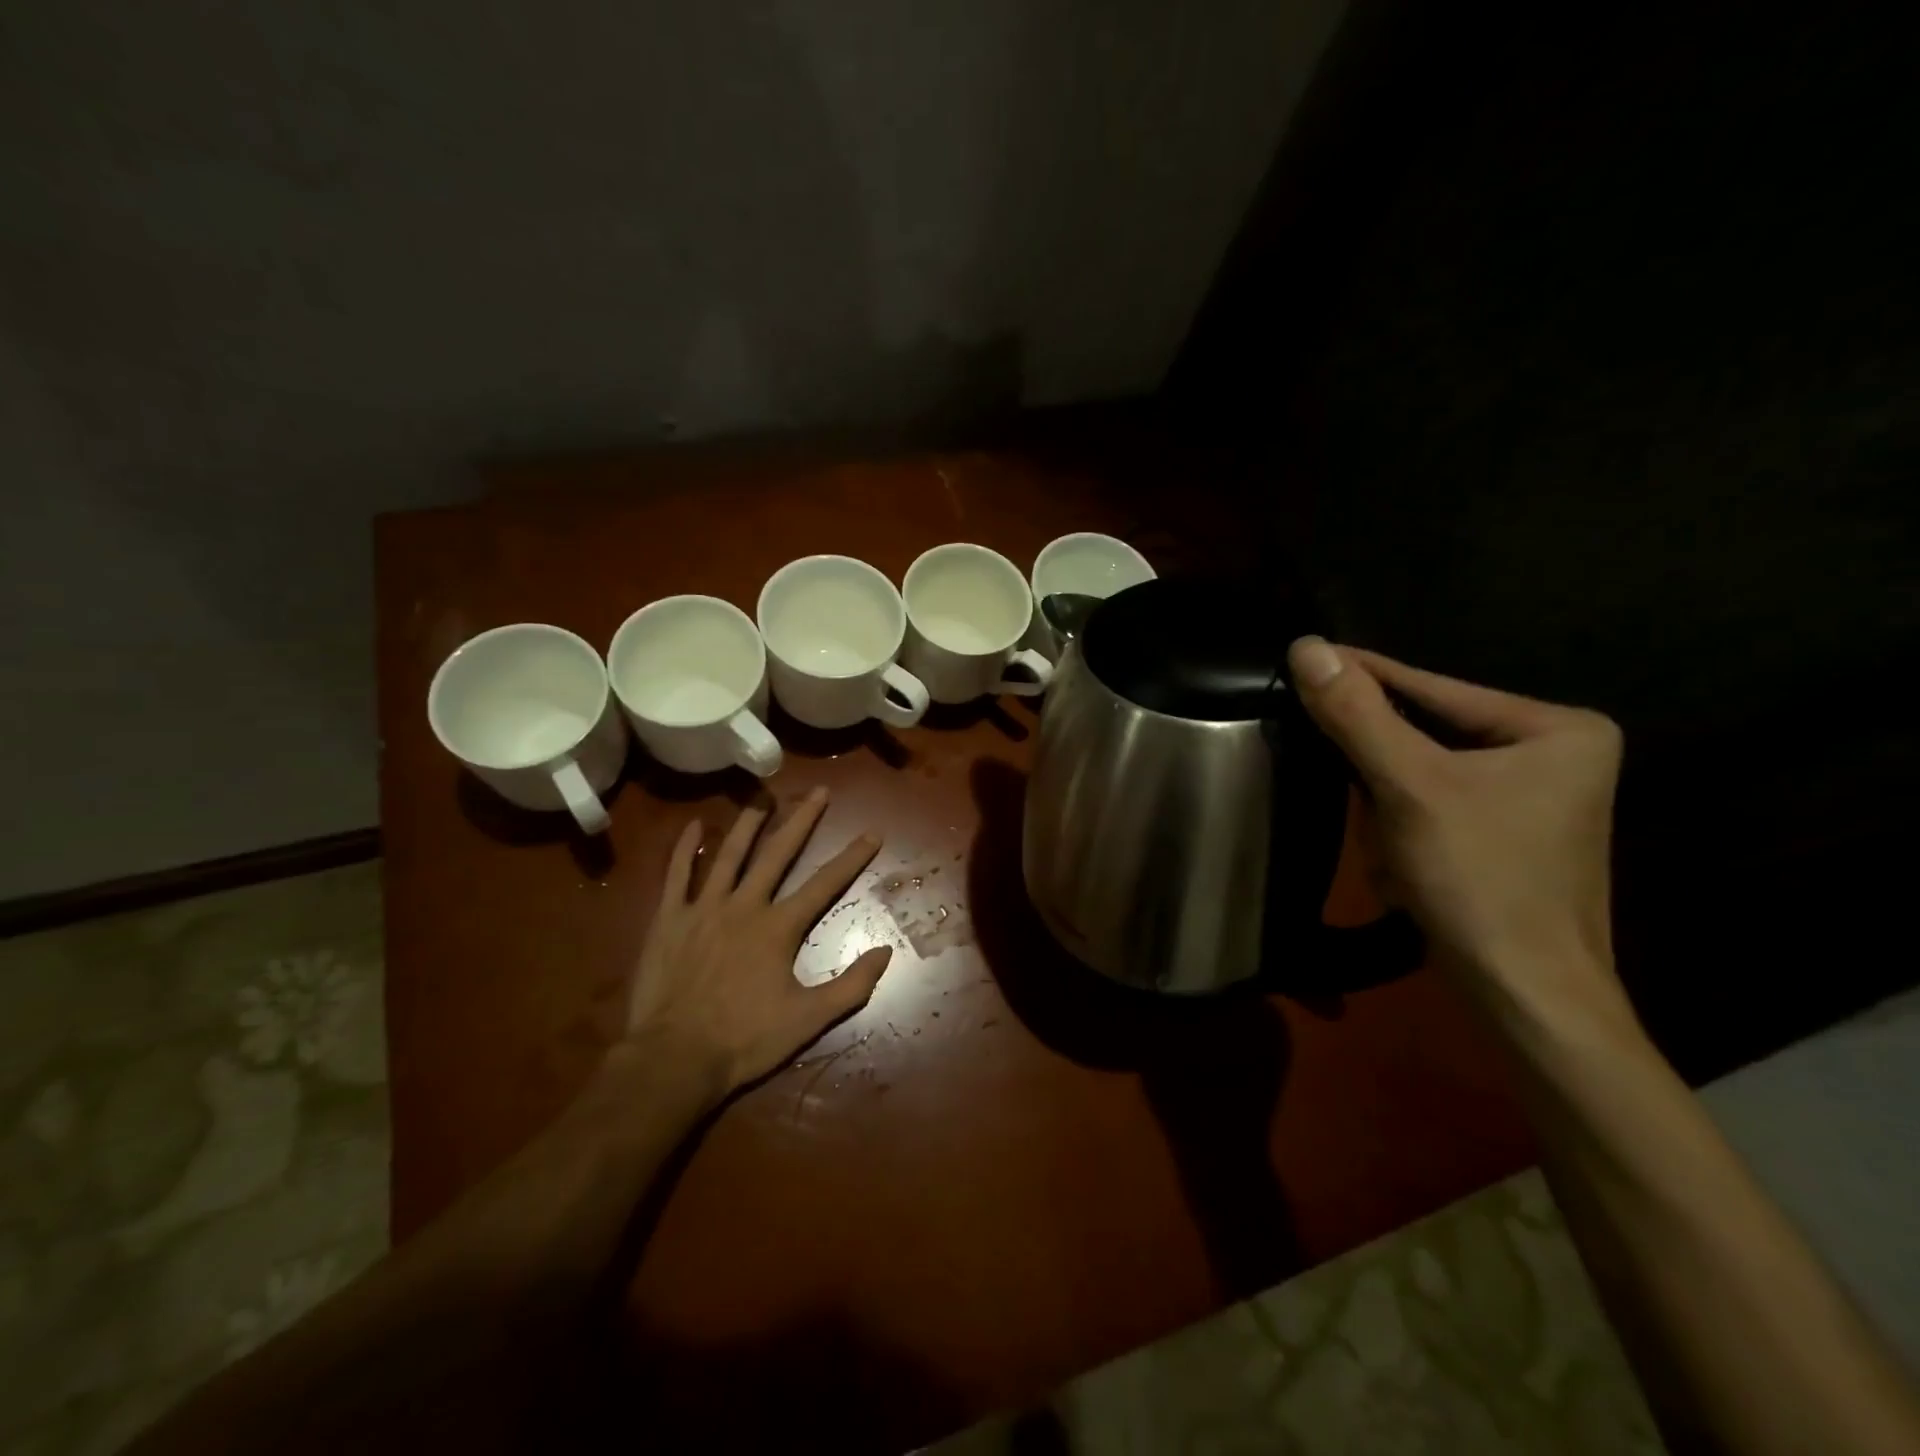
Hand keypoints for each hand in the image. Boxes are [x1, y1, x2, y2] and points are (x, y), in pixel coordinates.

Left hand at [624, 786, 893, 1093]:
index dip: (852, 857)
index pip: (825, 884)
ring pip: (729, 855)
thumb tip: (887, 951)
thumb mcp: (809, 1020)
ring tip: (764, 797)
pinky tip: (695, 824)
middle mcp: (745, 906)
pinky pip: (677, 875)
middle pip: (778, 854)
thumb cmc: (745, 1040)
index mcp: (779, 928)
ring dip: (749, 824)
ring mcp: (704, 908)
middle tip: (819, 791)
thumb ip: (851, 985)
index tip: (873, 831)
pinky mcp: (669, 919)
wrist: (674, 1059)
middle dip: (802, 820)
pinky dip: (686, 848)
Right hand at [1287, 637, 1633, 1035]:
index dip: (1364, 675)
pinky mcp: (1508, 835)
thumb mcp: (1409, 787)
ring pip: (1424, 774)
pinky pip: (1435, 805)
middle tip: (1344, 781)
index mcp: (1558, 727)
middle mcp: (1555, 754)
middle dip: (1380, 770)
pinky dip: (1405, 830)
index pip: (1435, 688)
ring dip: (1388, 808)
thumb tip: (1307, 646)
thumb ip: (1357, 714)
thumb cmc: (1480, 881)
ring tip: (1389, 851)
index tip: (1304, 657)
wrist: (1525, 996)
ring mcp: (1534, 798)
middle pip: (1429, 734)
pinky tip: (1403, 869)